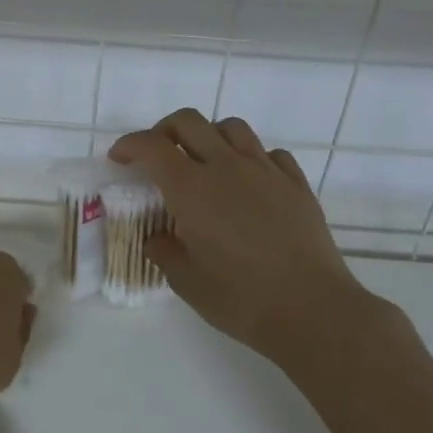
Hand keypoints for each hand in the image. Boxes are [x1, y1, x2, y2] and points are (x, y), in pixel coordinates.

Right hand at [110, 109, 382, 360]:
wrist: (313, 311)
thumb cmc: (241, 299)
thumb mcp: (187, 282)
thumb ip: (165, 252)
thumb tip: (157, 238)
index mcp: (192, 188)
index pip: (151, 146)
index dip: (129, 145)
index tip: (119, 158)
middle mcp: (226, 167)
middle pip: (189, 122)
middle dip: (165, 129)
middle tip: (158, 153)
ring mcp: (265, 171)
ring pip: (232, 127)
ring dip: (210, 136)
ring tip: (206, 161)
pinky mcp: (296, 184)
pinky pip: (269, 153)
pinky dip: (252, 158)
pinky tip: (250, 182)